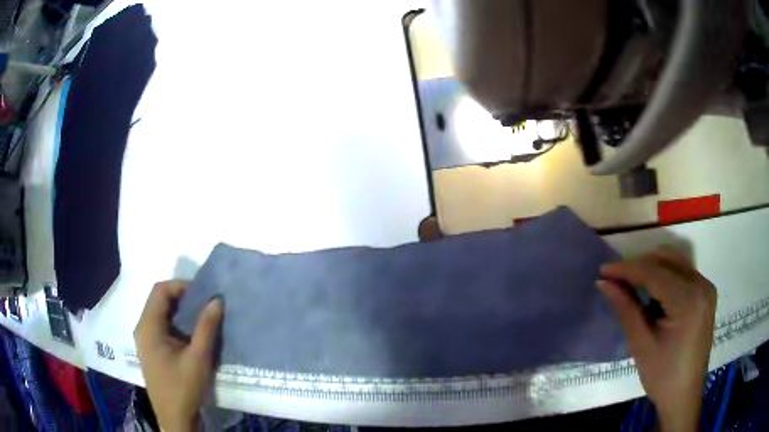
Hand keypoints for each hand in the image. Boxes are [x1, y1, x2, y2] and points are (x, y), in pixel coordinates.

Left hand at [134, 281, 223, 431]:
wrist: (175, 419)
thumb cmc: (183, 388)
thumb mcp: (198, 358)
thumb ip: (206, 327)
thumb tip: (216, 300)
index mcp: (148, 326)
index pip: (160, 290)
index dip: (181, 286)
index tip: (203, 294)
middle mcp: (142, 328)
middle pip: (159, 300)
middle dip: (182, 298)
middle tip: (205, 306)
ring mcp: (145, 340)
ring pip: (161, 314)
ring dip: (180, 312)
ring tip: (201, 319)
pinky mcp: (151, 350)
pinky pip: (162, 327)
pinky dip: (177, 325)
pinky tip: (192, 336)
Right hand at [597, 247, 716, 431]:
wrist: (684, 395)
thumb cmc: (662, 376)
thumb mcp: (641, 345)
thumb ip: (625, 309)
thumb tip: (604, 283)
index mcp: (688, 300)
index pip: (654, 272)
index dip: (627, 268)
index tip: (603, 270)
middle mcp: (701, 284)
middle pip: (667, 258)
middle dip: (640, 265)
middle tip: (617, 280)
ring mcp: (706, 287)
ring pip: (675, 261)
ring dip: (652, 268)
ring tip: (633, 286)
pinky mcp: (706, 293)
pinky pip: (683, 272)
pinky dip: (665, 276)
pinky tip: (653, 295)